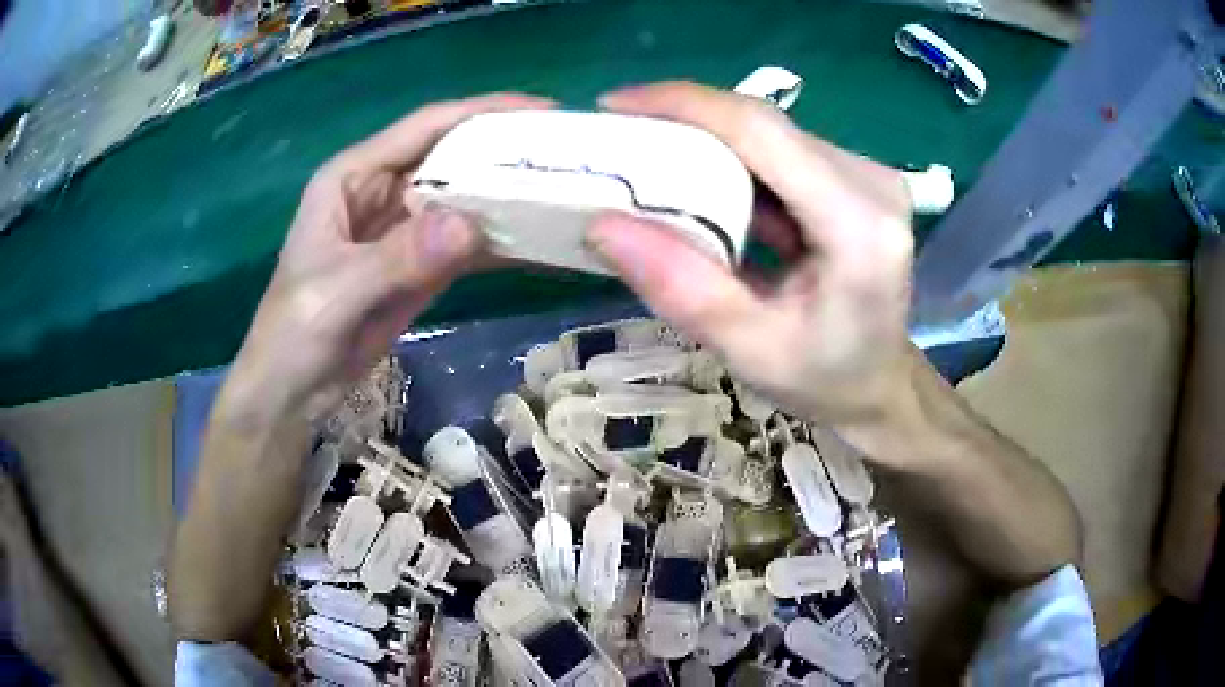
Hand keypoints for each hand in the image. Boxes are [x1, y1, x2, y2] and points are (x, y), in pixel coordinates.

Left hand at [221, 93, 552, 424]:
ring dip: (508, 198)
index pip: (426, 127)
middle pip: (453, 158)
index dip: (483, 112)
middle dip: (506, 152)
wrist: (292, 392)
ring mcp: (404, 231)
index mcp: (355, 176)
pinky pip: (466, 246)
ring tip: (567, 194)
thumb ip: (398, 257)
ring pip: (464, 200)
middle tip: (569, 155)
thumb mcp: (336, 291)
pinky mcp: (420, 267)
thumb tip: (470, 224)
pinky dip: (499, 244)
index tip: (544, 111)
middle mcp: (383, 192)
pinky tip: (539, 245)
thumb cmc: (293, 333)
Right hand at [587, 82, 915, 432]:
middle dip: (684, 121)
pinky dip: (731, 160)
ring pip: (768, 132)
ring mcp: (867, 174)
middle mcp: (872, 182)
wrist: (877, 385)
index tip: (614, 106)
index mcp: (859, 225)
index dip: (684, 105)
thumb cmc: (823, 379)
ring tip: (645, 159)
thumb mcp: (748, 349)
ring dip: (704, 140)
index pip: (763, 130)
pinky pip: (780, 151)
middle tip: (619, 139)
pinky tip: (697, 182)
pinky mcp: (854, 178)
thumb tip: (602, 225)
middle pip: (764, 124)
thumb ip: (681, 288)